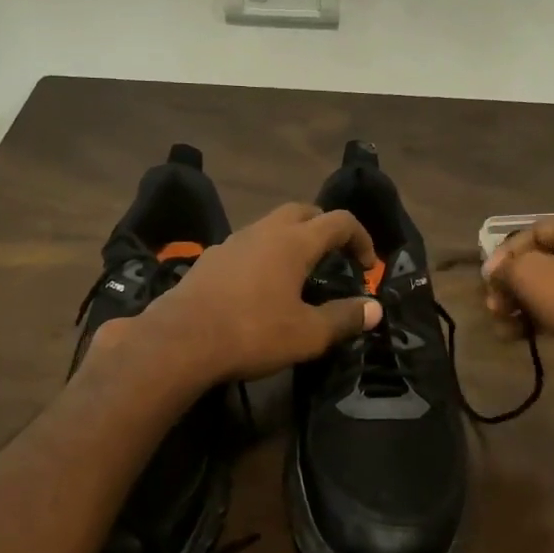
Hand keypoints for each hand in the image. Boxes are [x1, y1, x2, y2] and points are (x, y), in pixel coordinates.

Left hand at [130, 203, 382, 384]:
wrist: (179, 341)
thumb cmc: (252, 333)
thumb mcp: (307, 334)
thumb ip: (344, 318)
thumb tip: (374, 308)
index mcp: (294, 241)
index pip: (339, 221)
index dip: (361, 238)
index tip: (368, 267)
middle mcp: (263, 231)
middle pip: (302, 211)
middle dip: (324, 228)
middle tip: (334, 257)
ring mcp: (231, 242)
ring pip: (270, 226)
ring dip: (291, 240)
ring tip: (298, 274)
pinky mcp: (209, 259)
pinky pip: (246, 246)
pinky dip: (264, 256)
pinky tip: (260, 288)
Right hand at [482, 211, 553, 394]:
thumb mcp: (530, 276)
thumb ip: (505, 267)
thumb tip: (497, 272)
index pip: (531, 233)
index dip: (502, 258)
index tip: (487, 287)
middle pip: (543, 261)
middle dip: (513, 287)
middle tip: (495, 312)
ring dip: (525, 306)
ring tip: (506, 332)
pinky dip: (548, 318)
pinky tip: (527, 338)